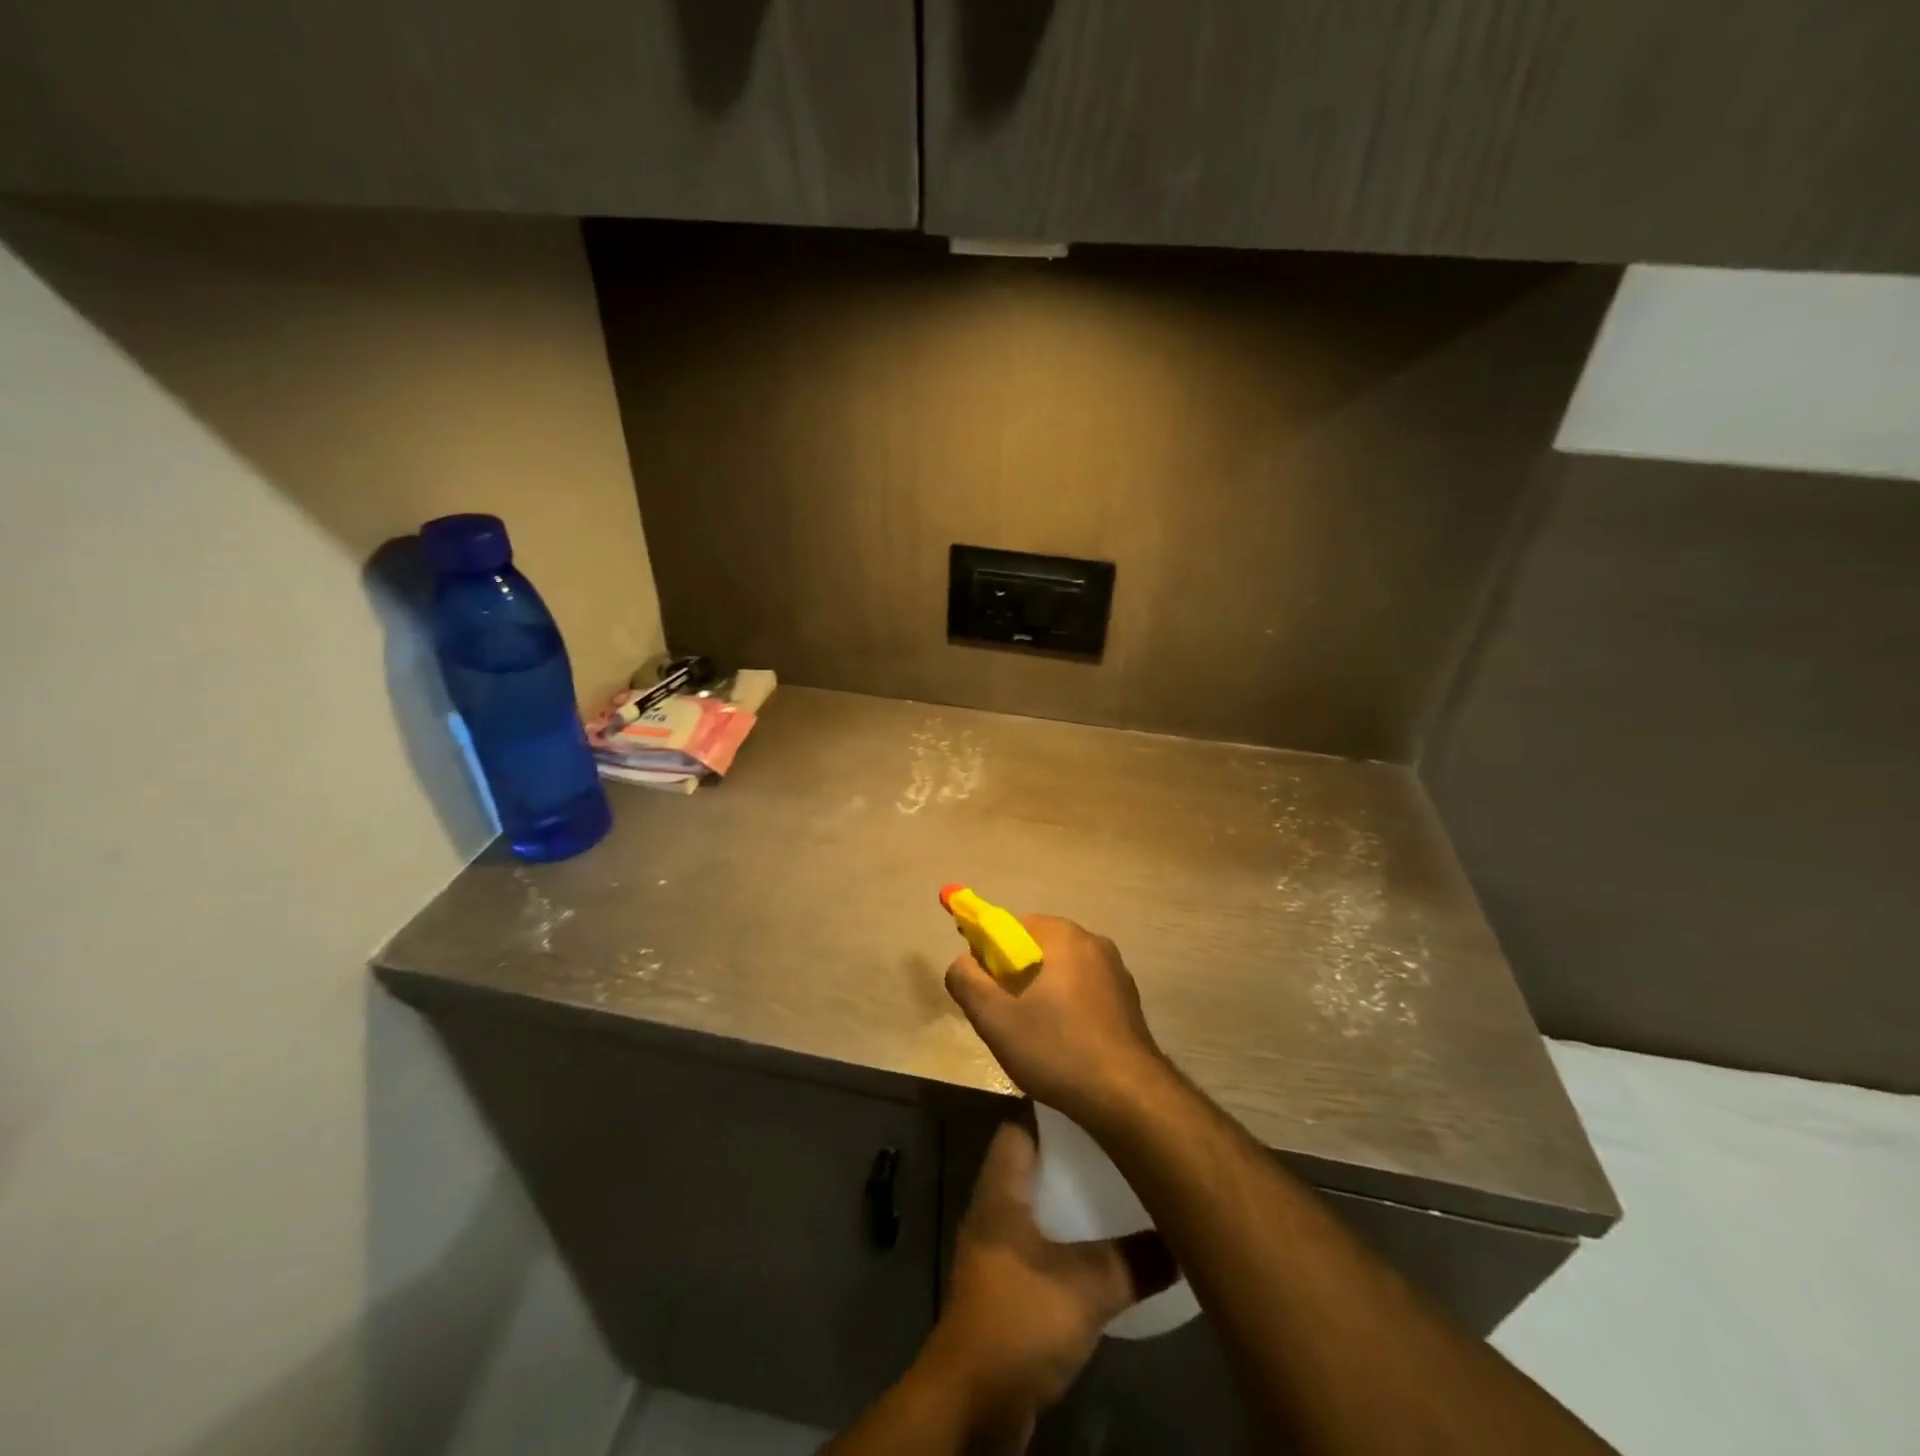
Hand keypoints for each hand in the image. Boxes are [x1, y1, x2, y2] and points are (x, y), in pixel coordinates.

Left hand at [922, 1122, 1162, 1446]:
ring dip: (1070, 1202)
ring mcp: (995, 1248)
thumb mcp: (1087, 1287)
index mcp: (1000, 1189)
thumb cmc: (1019, 1319)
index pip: (1019, 1126)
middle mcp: (992, 1209)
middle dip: (1070, 1157)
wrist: (972, 1403)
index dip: (1052, 1109)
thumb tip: (1183, 1240)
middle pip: (1032, 1164)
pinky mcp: (1004, 1286)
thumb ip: (1135, 1260)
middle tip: (1117, 1147)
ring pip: (1037, 1206)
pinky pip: (1039, 1244)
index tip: (1093, 1101)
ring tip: (1117, 1193)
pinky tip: (1101, 1251)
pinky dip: (1066, 1240)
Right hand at [945, 914, 1167, 1130]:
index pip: (1008, 925)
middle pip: (1034, 946)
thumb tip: (962, 962)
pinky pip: (1083, 989)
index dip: (987, 954)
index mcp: (1061, 934)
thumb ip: (965, 979)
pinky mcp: (1127, 997)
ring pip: (1059, 970)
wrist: (1127, 1096)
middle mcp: (1091, 940)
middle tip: (1002, 1016)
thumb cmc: (1055, 1048)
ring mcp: (1115, 969)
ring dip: (1040, 992)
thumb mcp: (993, 1017)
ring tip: (1032, 1035)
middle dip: (1013, 975)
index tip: (982, 989)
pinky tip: (1063, 1042)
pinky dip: (1066, 1005)